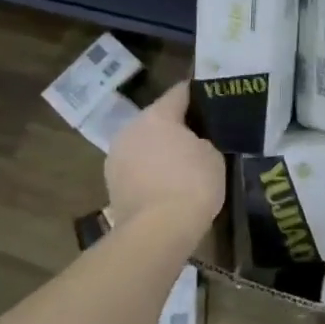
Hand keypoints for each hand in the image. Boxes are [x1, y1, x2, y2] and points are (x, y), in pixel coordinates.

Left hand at [106, 82, 224, 234]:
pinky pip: (136, 167)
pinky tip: (167, 184)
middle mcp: (130, 129)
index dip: (198, 94)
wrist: (157, 231)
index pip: (179, 93)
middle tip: (201, 135)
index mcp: (157, 115)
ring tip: (183, 163)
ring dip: (160, 149)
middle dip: (177, 125)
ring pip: (143, 144)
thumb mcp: (212, 155)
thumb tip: (193, 143)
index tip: (213, 98)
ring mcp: (116, 157)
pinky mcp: (111, 183)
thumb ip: (202, 141)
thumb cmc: (192, 184)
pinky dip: (150, 170)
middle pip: (158, 119)